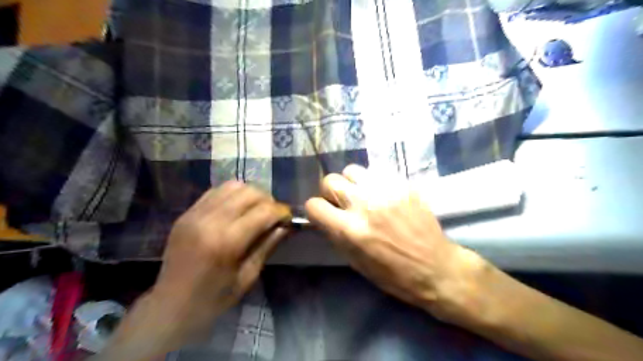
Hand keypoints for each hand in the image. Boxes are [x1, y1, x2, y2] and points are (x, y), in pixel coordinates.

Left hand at [140, 183, 290, 348]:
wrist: (170, 306)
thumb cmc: (214, 299)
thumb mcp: (248, 276)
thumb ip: (267, 245)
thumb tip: (286, 226)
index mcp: (227, 241)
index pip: (264, 211)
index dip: (281, 212)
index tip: (288, 219)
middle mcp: (210, 220)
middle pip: (250, 192)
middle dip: (268, 200)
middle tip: (273, 215)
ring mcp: (195, 214)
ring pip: (233, 186)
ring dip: (251, 194)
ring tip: (256, 210)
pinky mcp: (187, 213)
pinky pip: (216, 192)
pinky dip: (232, 195)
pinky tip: (237, 210)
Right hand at [305, 166, 486, 319]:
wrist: (436, 267)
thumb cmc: (393, 274)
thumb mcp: (356, 262)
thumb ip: (336, 235)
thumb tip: (326, 217)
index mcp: (350, 230)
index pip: (314, 205)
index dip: (315, 211)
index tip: (323, 215)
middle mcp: (364, 205)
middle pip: (330, 181)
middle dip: (330, 193)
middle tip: (342, 203)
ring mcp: (385, 191)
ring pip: (352, 170)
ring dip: (352, 183)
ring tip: (362, 195)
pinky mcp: (402, 185)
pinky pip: (376, 173)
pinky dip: (373, 184)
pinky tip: (382, 196)